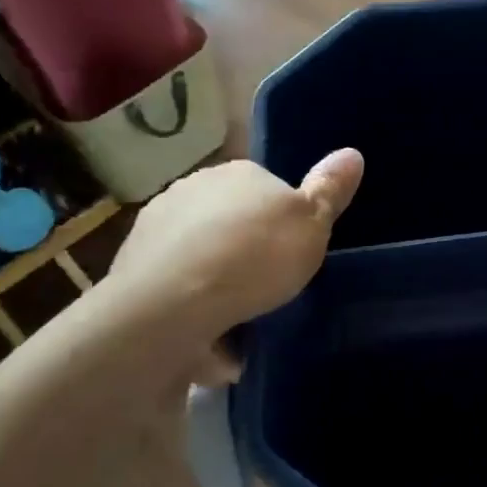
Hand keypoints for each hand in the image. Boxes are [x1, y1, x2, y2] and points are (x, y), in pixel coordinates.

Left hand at [103, 151, 363, 347]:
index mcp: (239, 173)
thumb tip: (352, 152)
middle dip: (245, 247)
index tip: (292, 252)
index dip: (283, 221)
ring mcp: (157, 225)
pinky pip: (175, 283)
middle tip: (268, 285)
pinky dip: (190, 304)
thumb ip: (329, 191)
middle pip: (232, 218)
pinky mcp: (133, 266)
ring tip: (237, 317)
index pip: (268, 187)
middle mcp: (193, 188)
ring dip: (215, 276)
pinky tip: (207, 334)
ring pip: (200, 250)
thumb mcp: (311, 226)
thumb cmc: (253, 258)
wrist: (171, 306)